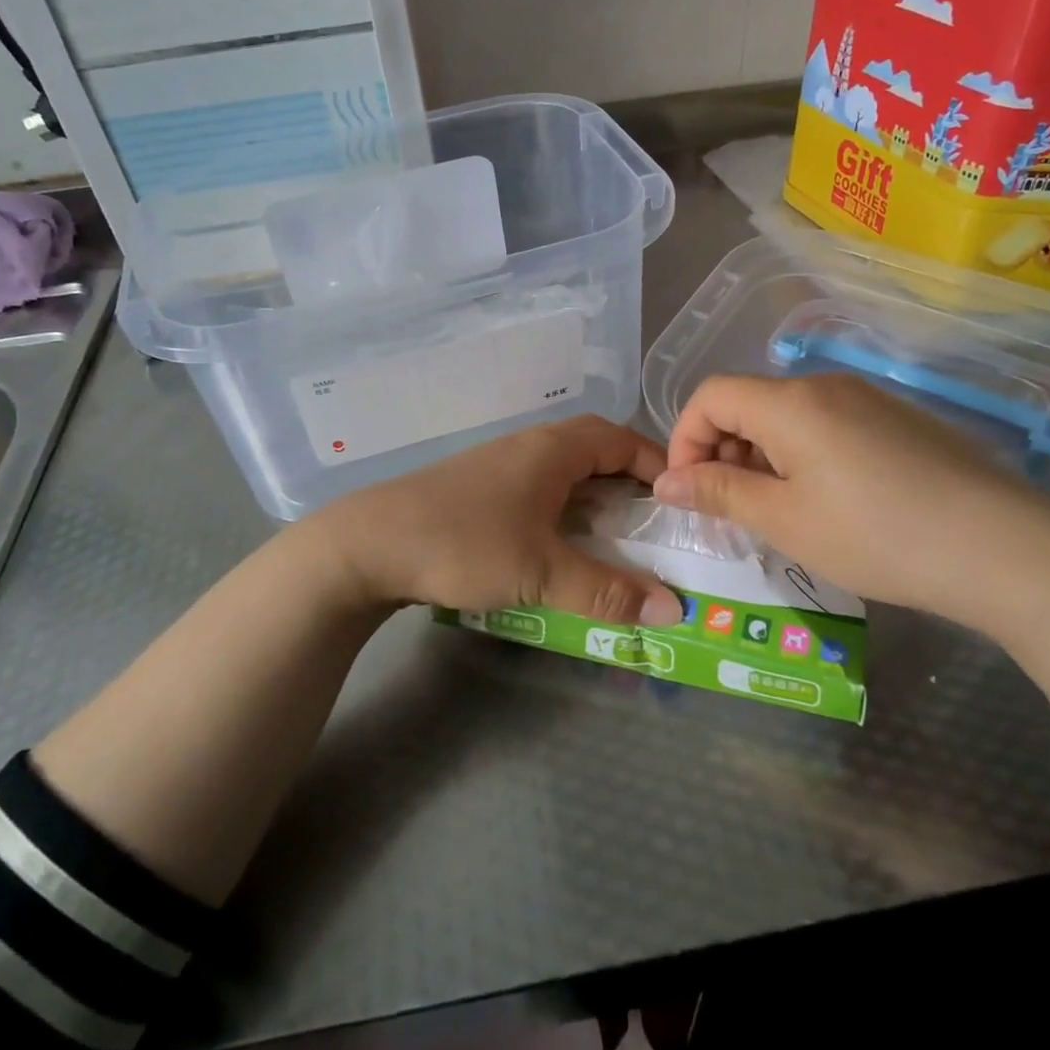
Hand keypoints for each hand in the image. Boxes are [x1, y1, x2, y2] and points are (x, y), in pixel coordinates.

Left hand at [315, 416, 683, 625]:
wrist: (367, 544)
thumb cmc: (464, 544)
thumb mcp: (541, 573)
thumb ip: (607, 591)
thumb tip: (673, 610)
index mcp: (553, 449)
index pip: (623, 439)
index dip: (658, 466)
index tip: (682, 503)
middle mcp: (529, 445)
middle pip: (595, 452)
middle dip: (629, 486)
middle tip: (654, 528)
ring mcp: (499, 464)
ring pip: (563, 472)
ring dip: (592, 500)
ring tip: (614, 542)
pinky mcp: (476, 487)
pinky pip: (536, 489)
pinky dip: (560, 511)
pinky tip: (556, 546)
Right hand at [651, 374, 1049, 628]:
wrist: (1004, 548)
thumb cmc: (876, 535)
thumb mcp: (784, 520)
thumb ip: (718, 492)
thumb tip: (666, 482)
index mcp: (790, 402)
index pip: (710, 395)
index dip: (684, 438)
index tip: (688, 490)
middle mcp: (825, 386)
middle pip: (748, 402)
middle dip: (722, 451)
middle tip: (731, 509)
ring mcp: (867, 399)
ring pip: (787, 416)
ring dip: (762, 456)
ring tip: (777, 512)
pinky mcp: (897, 420)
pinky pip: (826, 425)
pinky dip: (801, 456)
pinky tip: (827, 503)